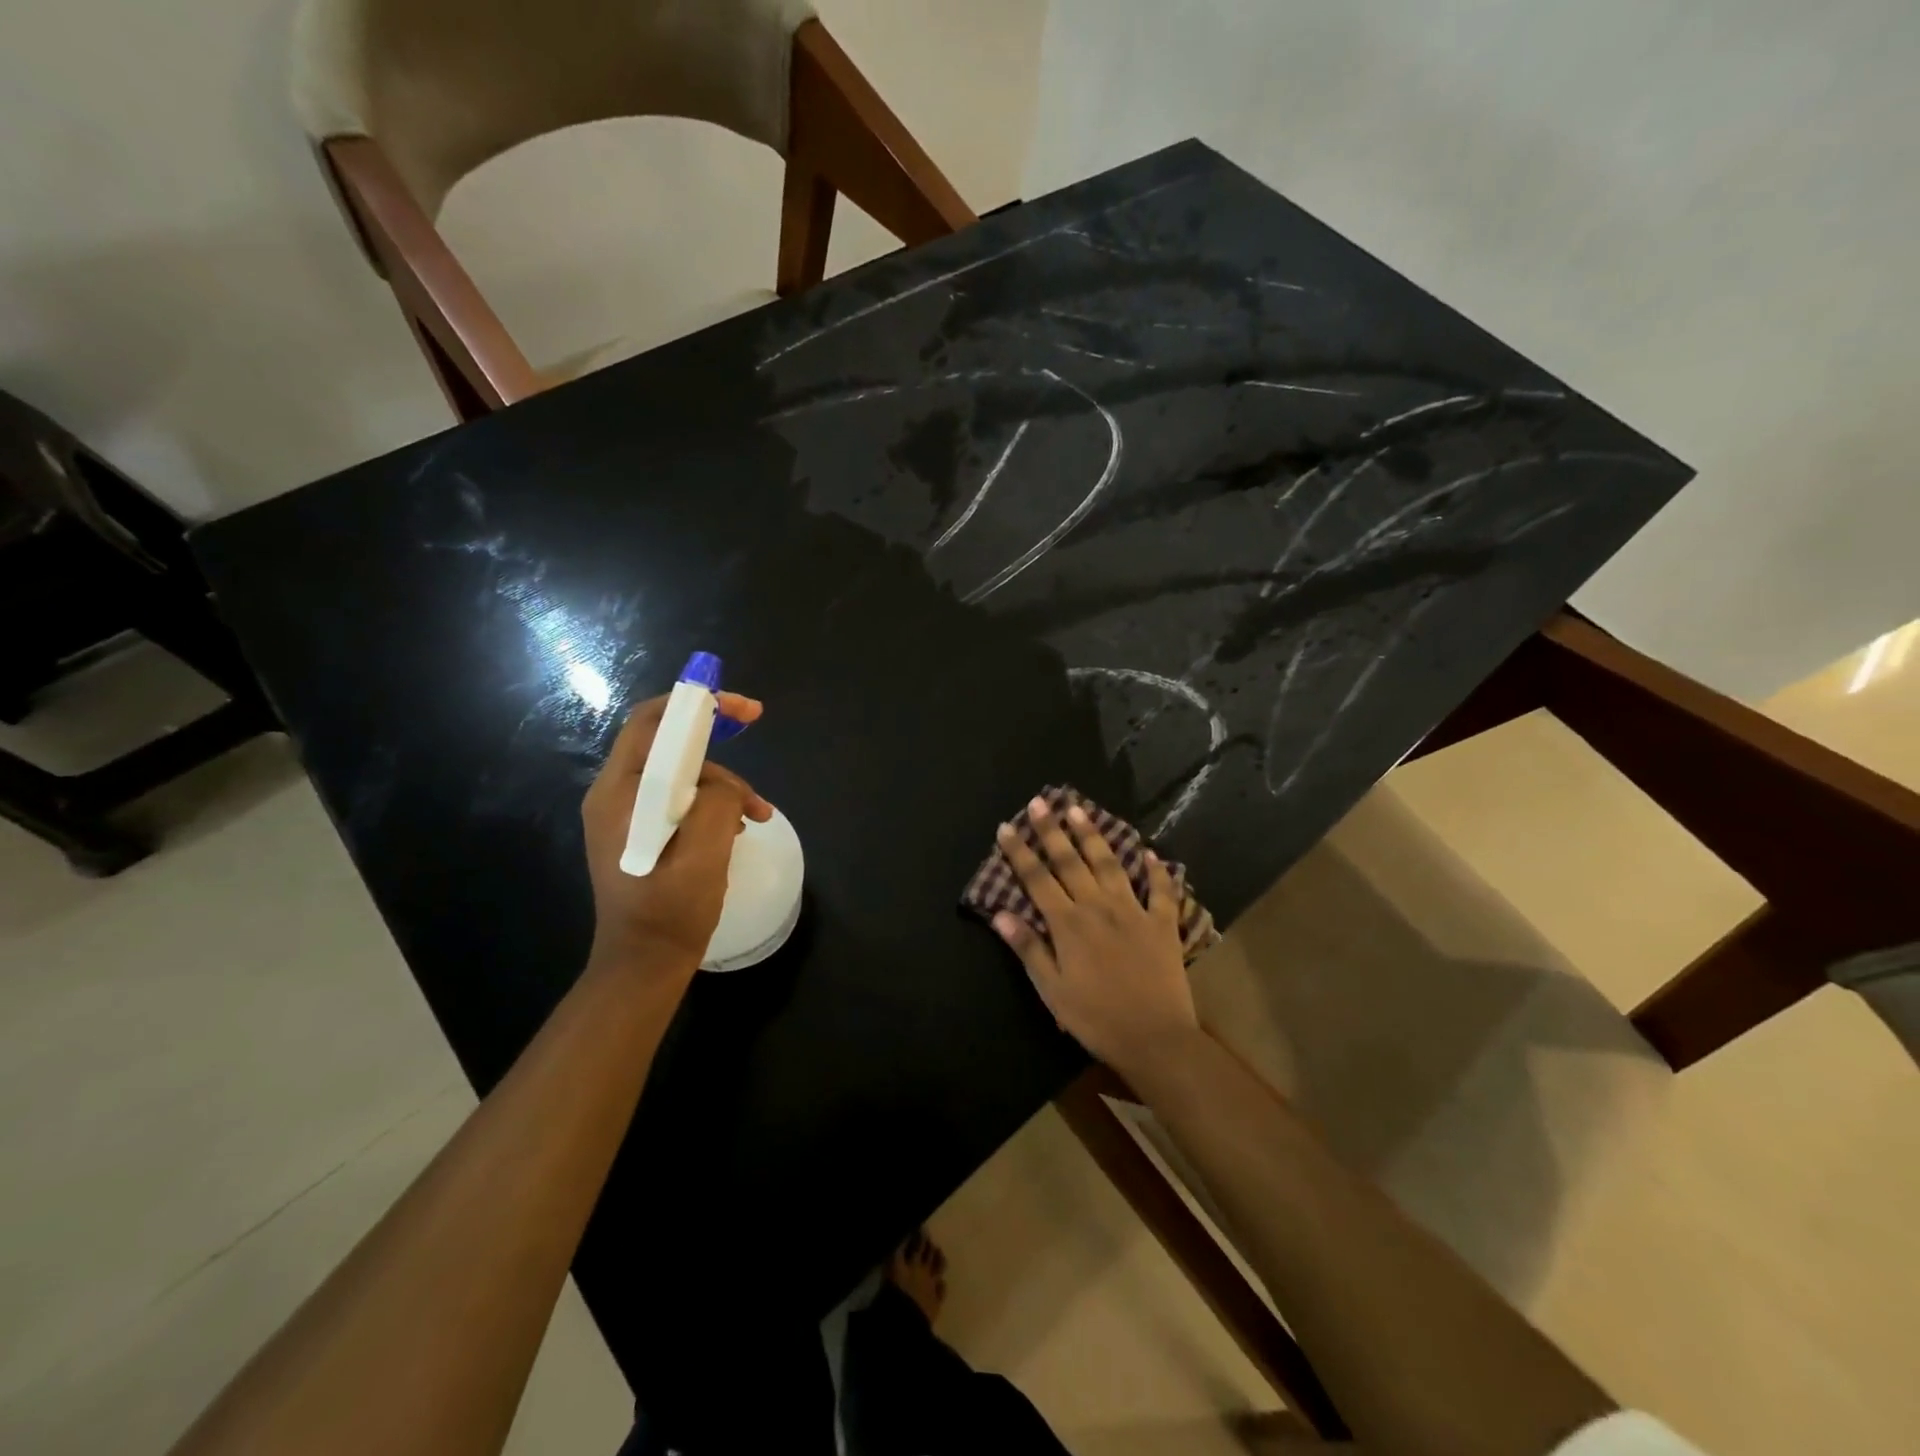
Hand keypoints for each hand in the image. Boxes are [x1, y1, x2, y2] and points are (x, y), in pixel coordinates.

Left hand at [581, 692, 772, 978]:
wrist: (644, 964)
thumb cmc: (671, 912)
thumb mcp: (705, 853)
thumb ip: (717, 801)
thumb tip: (724, 785)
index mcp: (620, 793)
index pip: (652, 722)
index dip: (697, 703)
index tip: (743, 708)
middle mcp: (615, 794)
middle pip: (668, 743)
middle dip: (716, 743)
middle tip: (754, 745)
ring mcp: (625, 814)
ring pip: (680, 772)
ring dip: (722, 783)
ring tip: (756, 815)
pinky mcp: (639, 830)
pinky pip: (678, 797)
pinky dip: (712, 802)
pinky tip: (737, 826)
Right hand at [992, 797, 1199, 1076]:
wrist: (1155, 1038)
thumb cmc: (1095, 1018)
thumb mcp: (1052, 990)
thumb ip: (1028, 948)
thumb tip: (1001, 913)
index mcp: (1068, 924)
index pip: (1037, 879)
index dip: (1020, 852)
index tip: (1006, 827)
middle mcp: (1098, 907)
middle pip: (1071, 861)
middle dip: (1052, 831)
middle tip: (1040, 802)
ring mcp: (1133, 911)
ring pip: (1110, 864)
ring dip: (1093, 836)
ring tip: (1080, 811)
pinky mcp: (1162, 923)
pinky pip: (1160, 890)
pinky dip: (1156, 871)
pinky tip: (1149, 854)